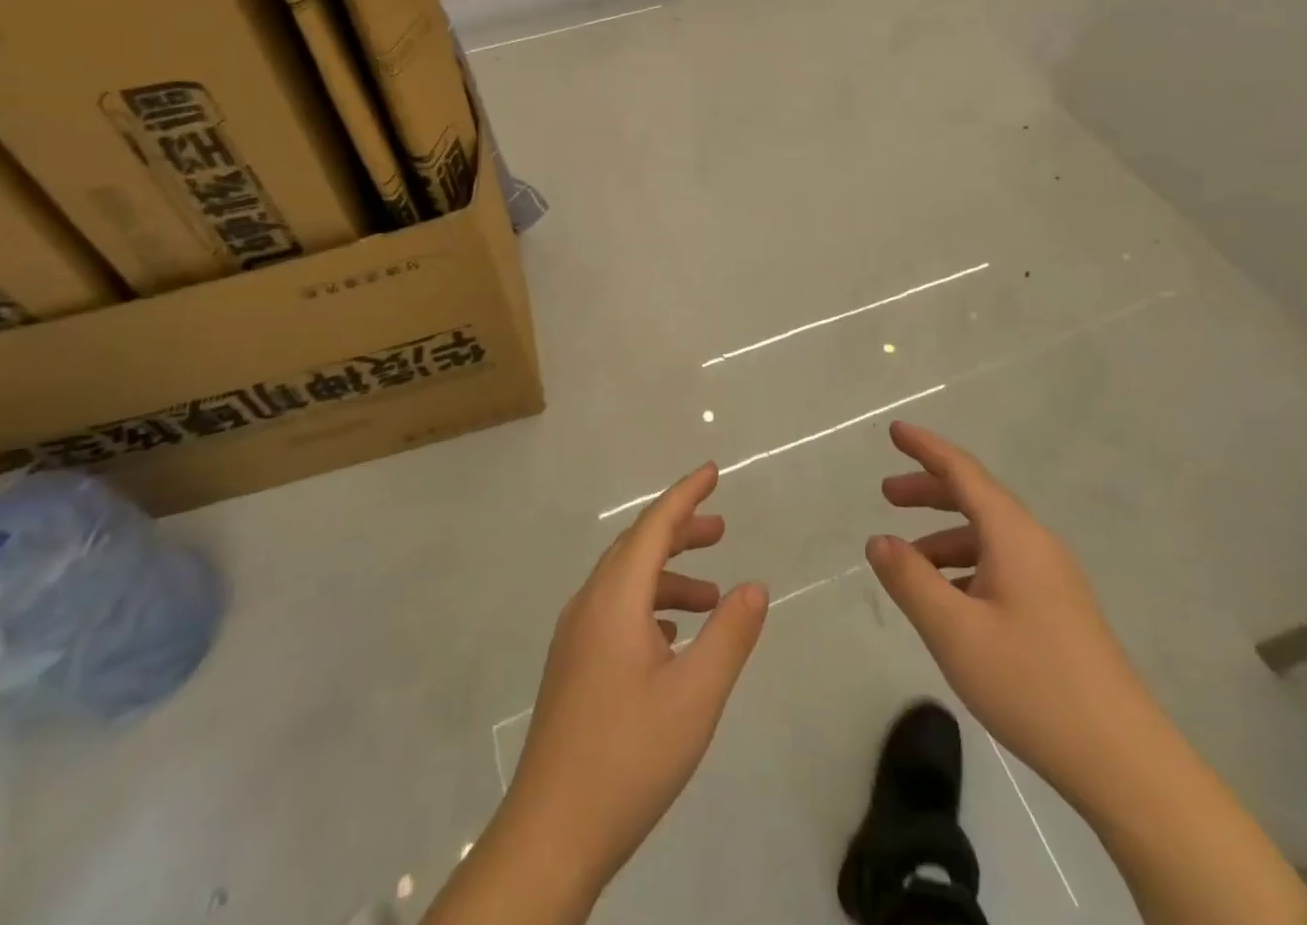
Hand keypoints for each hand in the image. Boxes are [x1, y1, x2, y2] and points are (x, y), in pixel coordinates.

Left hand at [501, 463, 767, 904]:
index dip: (685, 495)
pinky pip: (615, 613)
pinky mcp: (572, 668)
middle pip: (636, 547)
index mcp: (614, 599)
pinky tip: (673, 640)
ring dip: (669, 577)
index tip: (713, 471)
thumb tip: (755, 586)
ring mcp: (575, 638)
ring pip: (625, 583)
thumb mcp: (695, 695)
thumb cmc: (628, 756)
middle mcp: (589, 605)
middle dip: (679, 531)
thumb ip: (729, 634)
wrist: (550, 835)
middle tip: (721, 529)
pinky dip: (650, 608)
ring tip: (713, 596)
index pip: (653, 526)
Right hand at [865, 421, 1157, 809]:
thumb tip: (879, 540)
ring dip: (944, 536)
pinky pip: (1002, 565)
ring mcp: (1053, 578)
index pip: (963, 471)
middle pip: (976, 498)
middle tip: (887, 494)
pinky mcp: (1059, 610)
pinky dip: (966, 566)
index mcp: (1014, 535)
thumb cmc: (1031, 684)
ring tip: (907, 561)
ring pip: (988, 536)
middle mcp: (1036, 544)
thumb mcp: (954, 631)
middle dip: (929, 491)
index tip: (895, 432)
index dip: (926, 448)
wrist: (1123, 761)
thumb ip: (910, 580)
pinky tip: (948, 601)